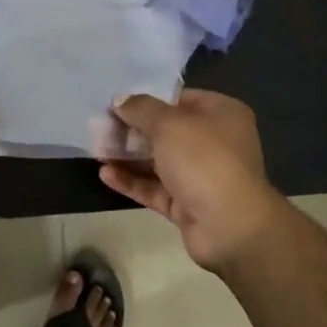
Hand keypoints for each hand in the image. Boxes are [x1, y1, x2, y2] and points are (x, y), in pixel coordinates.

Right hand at [98, 90, 294, 273]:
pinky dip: (132, 181)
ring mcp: (201, 175)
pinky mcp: (188, 204)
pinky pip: (155, 188)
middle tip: (99, 127)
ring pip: (158, 161)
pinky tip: (105, 174)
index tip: (117, 102)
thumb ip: (141, 109)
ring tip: (96, 150)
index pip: (180, 99)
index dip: (148, 99)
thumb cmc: (204, 160)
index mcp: (221, 114)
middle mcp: (214, 142)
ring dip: (128, 156)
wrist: (231, 227)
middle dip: (132, 129)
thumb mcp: (169, 124)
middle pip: (166, 131)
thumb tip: (120, 100)